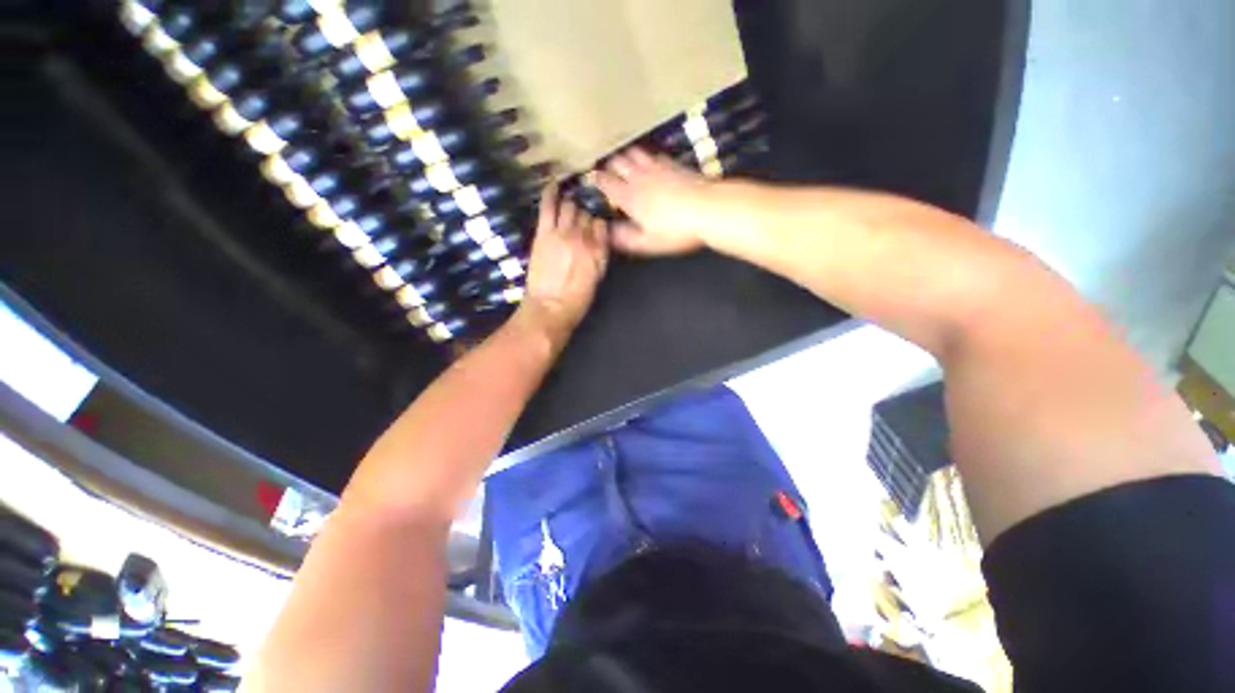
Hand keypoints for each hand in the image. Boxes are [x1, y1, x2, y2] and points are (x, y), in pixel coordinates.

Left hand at [519, 182, 608, 340]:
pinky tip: (554, 184)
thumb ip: (600, 255)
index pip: (601, 224)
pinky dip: (551, 192)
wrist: (550, 308)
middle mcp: (583, 237)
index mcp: (598, 250)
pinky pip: (548, 206)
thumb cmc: (577, 299)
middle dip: (584, 214)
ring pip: (570, 206)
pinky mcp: (544, 233)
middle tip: (578, 219)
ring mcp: (562, 232)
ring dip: (571, 204)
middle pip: (586, 214)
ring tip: (569, 203)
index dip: (597, 223)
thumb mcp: (596, 278)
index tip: (593, 226)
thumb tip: (600, 239)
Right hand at [594, 147, 716, 255]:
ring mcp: (657, 167)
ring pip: (634, 153)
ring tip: (623, 160)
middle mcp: (640, 178)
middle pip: (618, 162)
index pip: (607, 183)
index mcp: (630, 197)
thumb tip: (607, 234)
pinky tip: (650, 161)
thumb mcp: (647, 243)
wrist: (708, 209)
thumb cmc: (675, 231)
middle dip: (609, 164)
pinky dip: (646, 156)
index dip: (598, 179)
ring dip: (626, 155)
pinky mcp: (673, 164)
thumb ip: (625, 238)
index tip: (592, 178)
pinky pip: (654, 154)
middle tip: (606, 168)